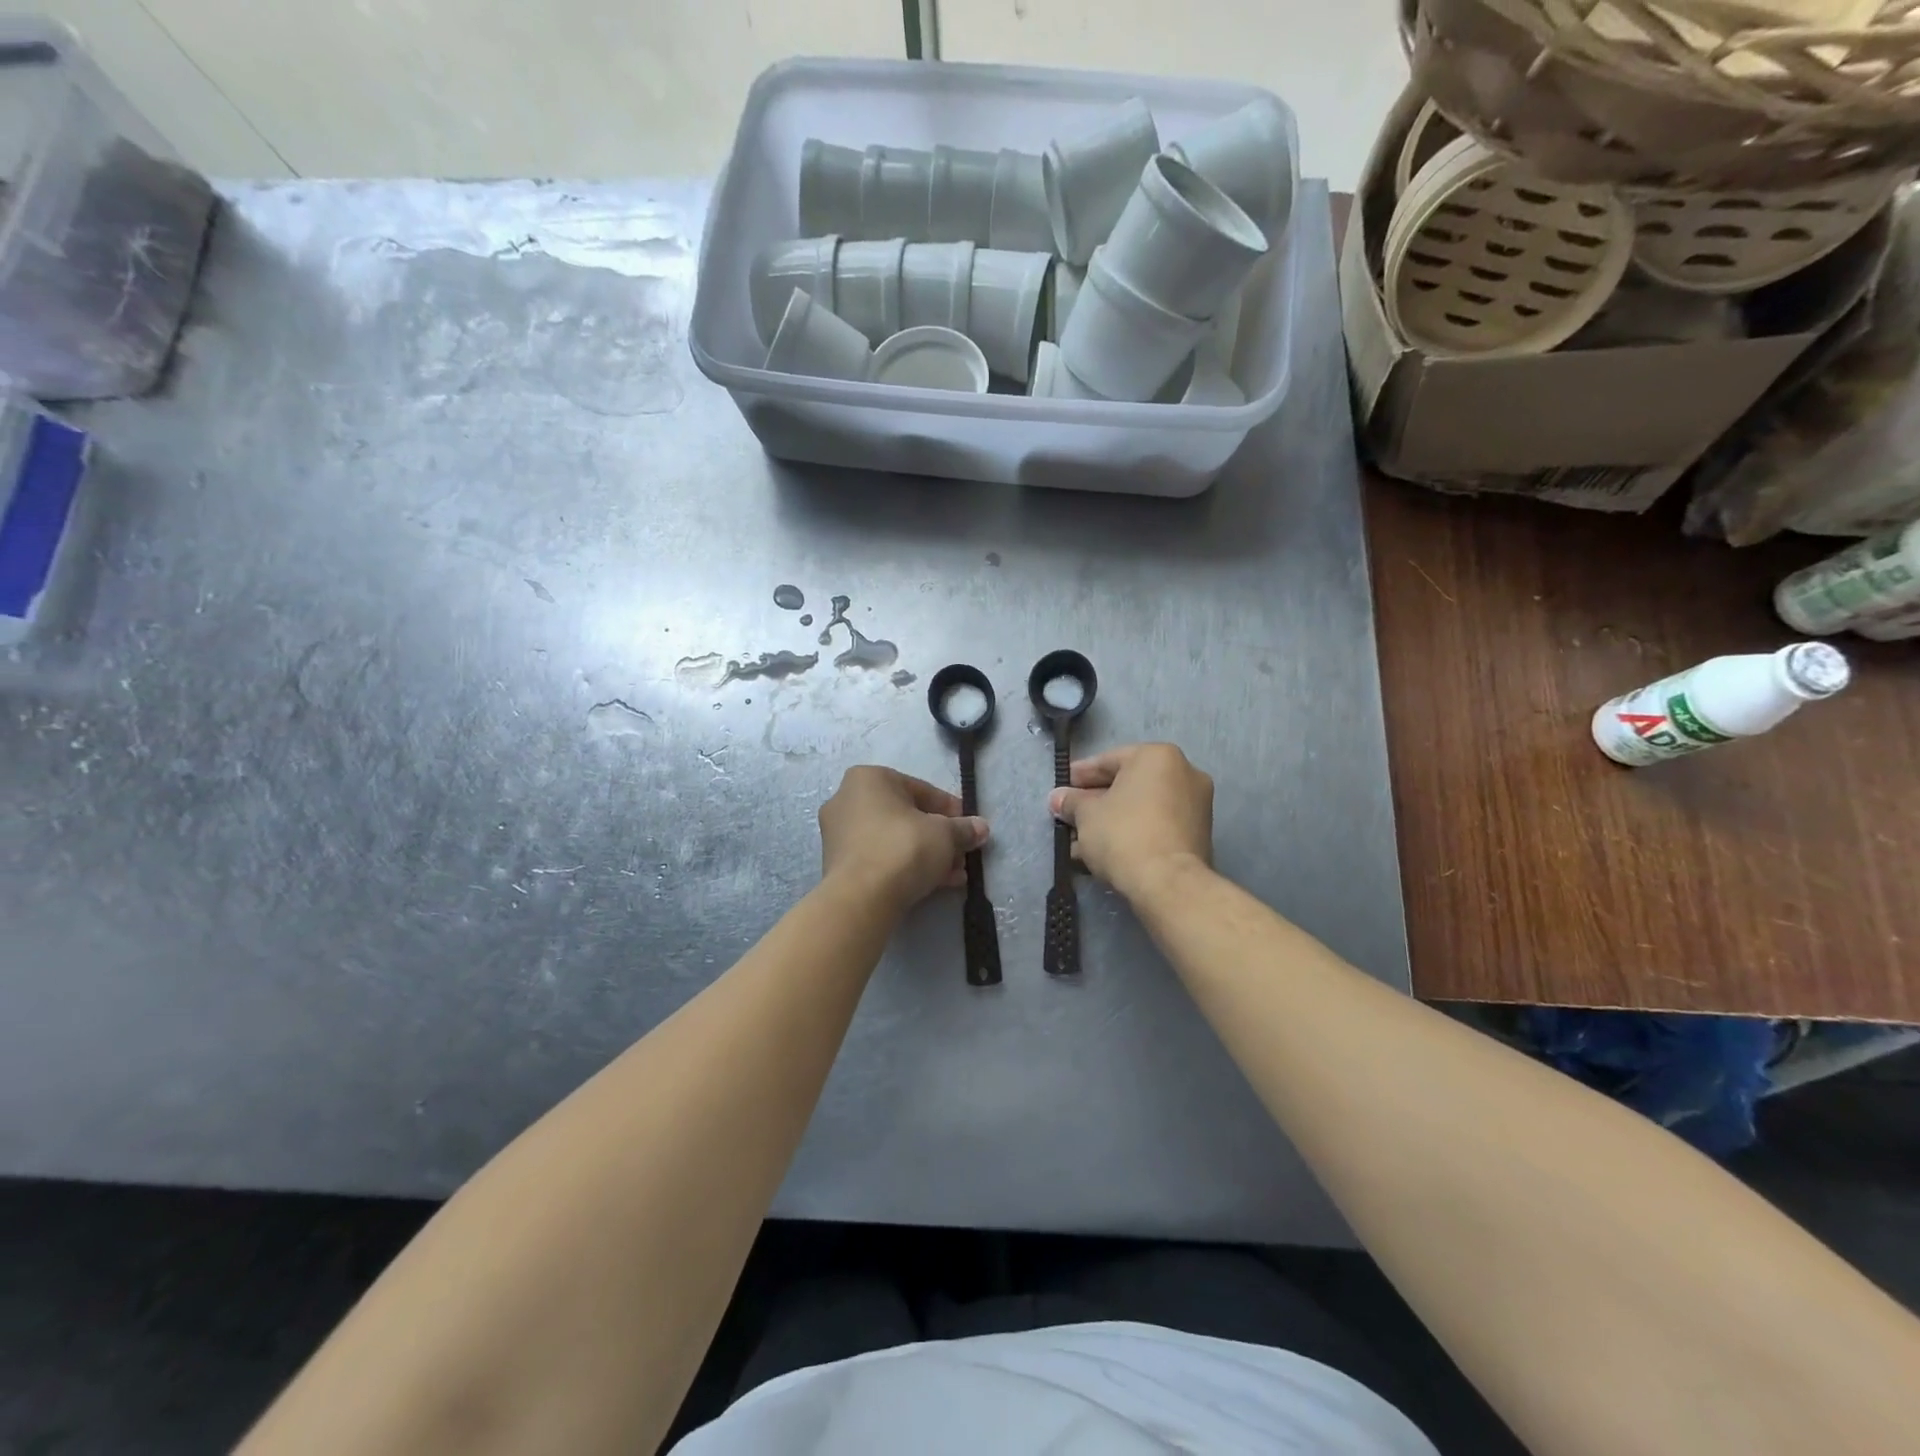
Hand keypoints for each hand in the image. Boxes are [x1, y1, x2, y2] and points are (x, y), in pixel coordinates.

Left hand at [819, 766, 989, 911]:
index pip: (921, 789)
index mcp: (869, 779)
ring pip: (893, 840)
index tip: (969, 827)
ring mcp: (838, 834)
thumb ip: (964, 828)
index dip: (950, 810)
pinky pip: (880, 859)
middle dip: (938, 836)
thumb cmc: (904, 848)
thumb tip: (981, 828)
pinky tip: (935, 884)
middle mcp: (847, 799)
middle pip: (906, 816)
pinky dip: (906, 867)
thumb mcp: (945, 834)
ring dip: (926, 854)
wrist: (862, 897)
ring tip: (955, 874)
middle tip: (961, 853)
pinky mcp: (838, 865)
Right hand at [1048, 743, 1212, 901]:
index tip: (1062, 789)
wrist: (1168, 883)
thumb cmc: (1123, 834)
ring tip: (1082, 841)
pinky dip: (1133, 833)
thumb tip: (1058, 798)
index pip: (1109, 760)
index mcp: (1158, 756)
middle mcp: (1184, 772)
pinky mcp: (1198, 834)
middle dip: (1096, 801)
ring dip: (1112, 820)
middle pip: (1129, 784)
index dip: (1080, 776)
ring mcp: (1196, 804)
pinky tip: (1106, 851)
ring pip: (1143, 807)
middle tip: (1071, 815)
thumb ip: (1071, 802)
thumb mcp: (1086, 814)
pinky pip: (1157, 825)